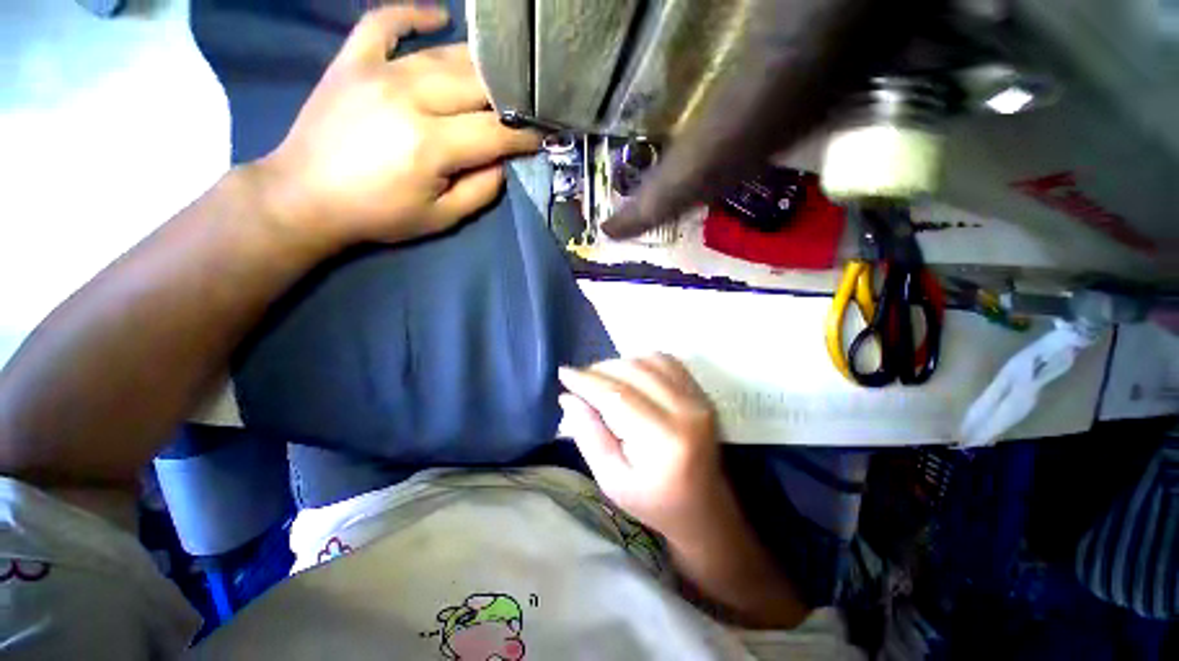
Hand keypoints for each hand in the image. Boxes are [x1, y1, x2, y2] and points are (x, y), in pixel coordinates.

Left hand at [250, 5, 540, 249]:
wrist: (305, 196)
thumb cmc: (379, 214)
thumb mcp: (441, 217)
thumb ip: (481, 190)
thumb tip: (503, 162)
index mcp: (431, 144)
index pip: (496, 131)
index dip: (525, 134)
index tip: (544, 134)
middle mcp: (409, 97)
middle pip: (477, 85)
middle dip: (509, 97)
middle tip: (525, 106)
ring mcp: (378, 71)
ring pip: (444, 55)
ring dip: (480, 64)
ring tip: (502, 74)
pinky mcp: (353, 60)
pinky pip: (385, 22)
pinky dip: (414, 14)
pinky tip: (439, 16)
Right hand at [557, 354, 728, 536]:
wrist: (703, 508)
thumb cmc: (653, 501)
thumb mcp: (611, 480)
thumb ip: (588, 435)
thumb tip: (568, 397)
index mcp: (665, 441)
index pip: (618, 395)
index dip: (588, 381)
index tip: (564, 374)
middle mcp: (687, 412)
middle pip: (634, 371)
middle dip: (600, 370)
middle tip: (580, 380)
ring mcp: (699, 399)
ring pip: (650, 360)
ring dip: (620, 363)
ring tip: (602, 378)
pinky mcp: (702, 393)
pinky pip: (667, 361)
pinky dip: (641, 361)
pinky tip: (628, 374)